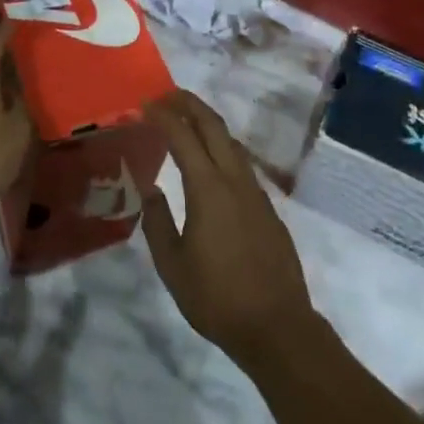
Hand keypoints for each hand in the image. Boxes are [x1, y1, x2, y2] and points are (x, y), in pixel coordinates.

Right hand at [140, 90, 317, 370]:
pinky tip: (213, 163)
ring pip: (232, 142)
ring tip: (187, 121)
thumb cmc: (218, 299)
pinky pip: (242, 164)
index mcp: (208, 189)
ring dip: (209, 124)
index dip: (163, 116)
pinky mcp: (268, 209)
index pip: (182, 137)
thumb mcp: (173, 266)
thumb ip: (157, 223)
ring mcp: (256, 193)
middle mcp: (234, 180)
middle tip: (167, 95)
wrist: (278, 328)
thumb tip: (152, 190)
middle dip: (190, 104)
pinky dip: (223, 148)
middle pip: (214, 126)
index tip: (145, 104)